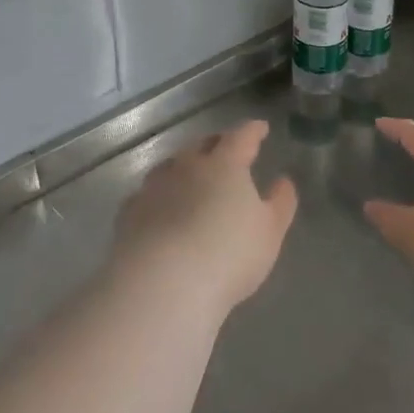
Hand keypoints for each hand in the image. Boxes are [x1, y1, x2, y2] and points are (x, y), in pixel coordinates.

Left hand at [113, 120, 297, 315]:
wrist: (162, 284)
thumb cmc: (228, 254)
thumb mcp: (270, 232)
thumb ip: (280, 203)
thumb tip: (283, 181)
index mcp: (225, 164)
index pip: (241, 136)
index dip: (253, 131)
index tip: (260, 128)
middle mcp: (187, 166)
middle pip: (201, 144)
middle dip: (216, 143)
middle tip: (225, 148)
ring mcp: (154, 187)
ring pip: (171, 166)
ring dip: (183, 166)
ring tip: (190, 175)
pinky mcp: (130, 213)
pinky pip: (147, 194)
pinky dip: (158, 195)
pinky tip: (160, 207)